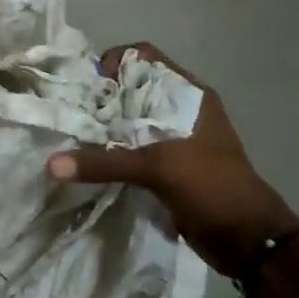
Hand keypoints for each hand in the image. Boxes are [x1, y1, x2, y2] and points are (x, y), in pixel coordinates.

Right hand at [48, 44, 298, 278]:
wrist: (246, 239)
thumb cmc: (211, 186)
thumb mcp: (157, 168)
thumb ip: (105, 162)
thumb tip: (51, 164)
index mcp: (188, 95)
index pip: (144, 59)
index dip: (114, 64)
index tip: (88, 89)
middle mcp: (179, 110)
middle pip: (131, 91)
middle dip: (100, 100)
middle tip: (71, 116)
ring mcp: (173, 139)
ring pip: (128, 122)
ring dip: (102, 129)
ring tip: (73, 139)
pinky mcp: (165, 167)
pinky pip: (130, 150)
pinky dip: (109, 153)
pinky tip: (87, 162)